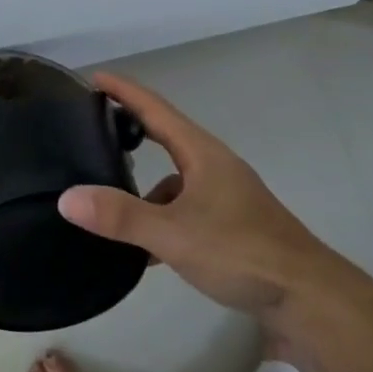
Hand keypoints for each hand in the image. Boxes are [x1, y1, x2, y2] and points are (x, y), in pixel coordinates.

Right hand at [59, 73, 360, 320]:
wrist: (306, 295)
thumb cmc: (240, 251)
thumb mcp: (173, 234)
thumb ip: (121, 216)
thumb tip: (66, 198)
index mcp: (201, 153)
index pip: (155, 109)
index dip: (124, 91)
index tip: (94, 77)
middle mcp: (213, 164)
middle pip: (165, 136)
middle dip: (131, 128)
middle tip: (94, 125)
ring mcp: (225, 193)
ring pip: (175, 178)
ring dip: (146, 185)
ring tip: (112, 202)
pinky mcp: (231, 221)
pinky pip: (185, 206)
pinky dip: (162, 215)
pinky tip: (147, 248)